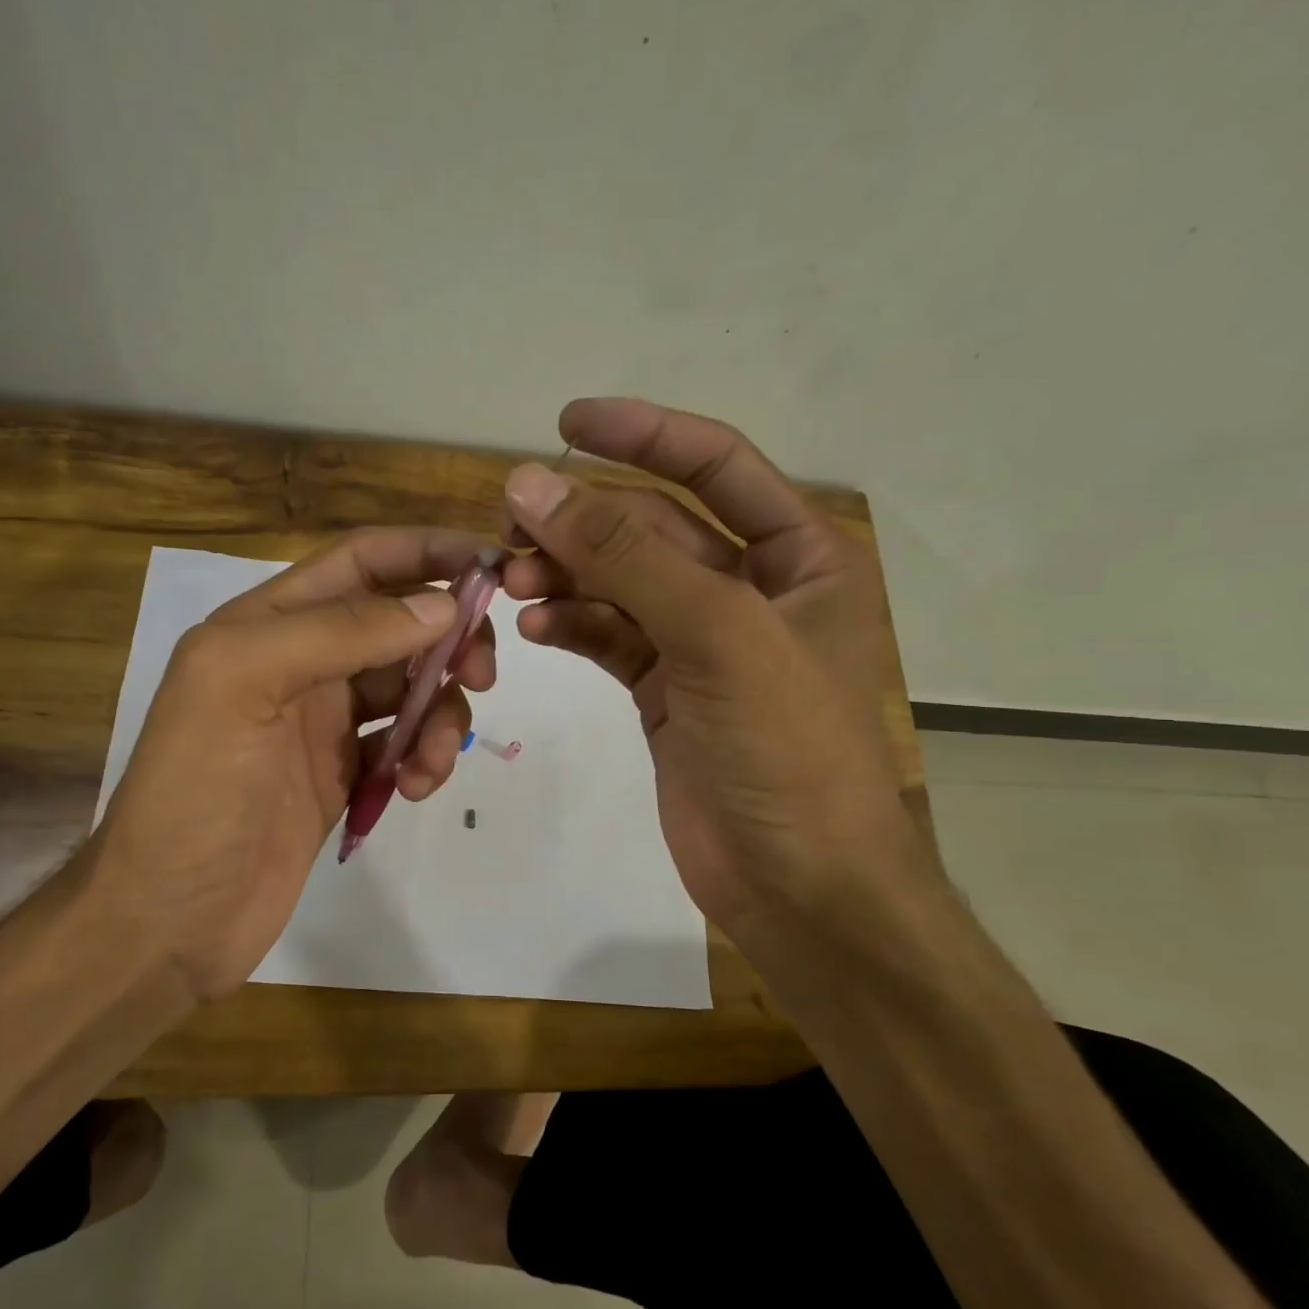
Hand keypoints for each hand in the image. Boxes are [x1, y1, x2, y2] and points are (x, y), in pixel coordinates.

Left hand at [90, 529, 495, 999]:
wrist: (170, 920)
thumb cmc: (195, 793)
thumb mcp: (245, 685)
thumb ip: (340, 632)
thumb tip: (442, 605)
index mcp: (267, 624)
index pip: (362, 562)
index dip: (427, 552)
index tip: (493, 566)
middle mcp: (300, 662)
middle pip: (398, 623)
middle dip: (448, 639)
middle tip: (481, 674)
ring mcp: (322, 722)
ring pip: (410, 688)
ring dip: (439, 713)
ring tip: (431, 760)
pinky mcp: (342, 775)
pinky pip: (403, 744)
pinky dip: (423, 757)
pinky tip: (414, 788)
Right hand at [500, 399, 919, 955]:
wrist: (799, 885)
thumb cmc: (786, 751)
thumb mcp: (716, 634)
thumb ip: (624, 556)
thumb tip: (532, 484)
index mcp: (799, 557)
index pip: (714, 466)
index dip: (643, 435)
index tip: (565, 422)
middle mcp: (751, 590)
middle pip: (653, 529)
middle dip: (583, 523)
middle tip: (509, 527)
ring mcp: (702, 644)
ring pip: (621, 585)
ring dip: (566, 576)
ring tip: (510, 584)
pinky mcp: (664, 692)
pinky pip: (609, 638)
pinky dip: (571, 625)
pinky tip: (535, 626)